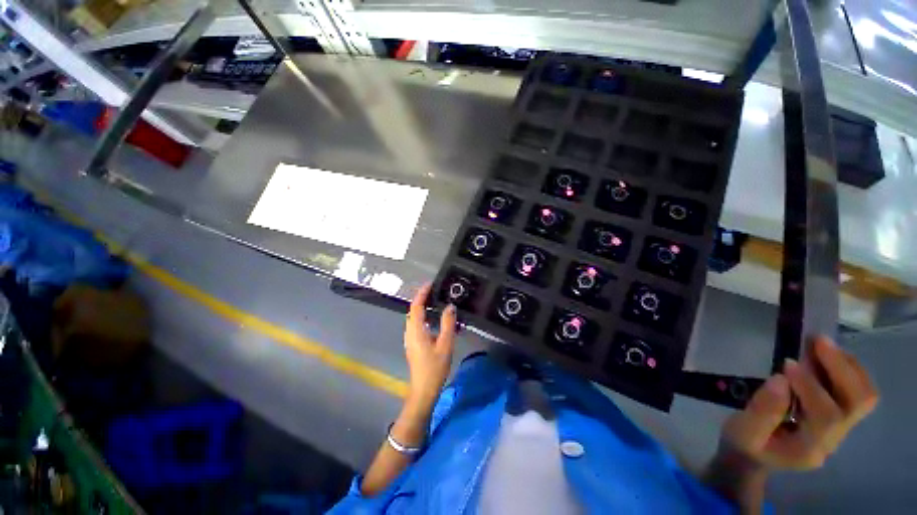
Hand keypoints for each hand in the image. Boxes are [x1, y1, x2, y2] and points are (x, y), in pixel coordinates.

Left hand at [403, 282, 456, 410]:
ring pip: (414, 317)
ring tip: (435, 301)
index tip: (430, 284)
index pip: (416, 306)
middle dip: (422, 298)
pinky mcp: (413, 343)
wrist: (424, 390)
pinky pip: (417, 324)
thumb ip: (448, 324)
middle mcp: (410, 332)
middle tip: (435, 290)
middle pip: (413, 310)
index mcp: (416, 330)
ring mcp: (410, 338)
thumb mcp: (445, 344)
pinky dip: (424, 316)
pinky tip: (434, 319)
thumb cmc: (434, 367)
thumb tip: (450, 306)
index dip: (422, 293)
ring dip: (422, 307)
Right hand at [720, 336, 877, 471]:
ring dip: (847, 366)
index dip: (810, 386)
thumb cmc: (745, 443)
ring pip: (863, 396)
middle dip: (842, 369)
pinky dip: (846, 369)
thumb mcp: (743, 430)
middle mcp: (834, 440)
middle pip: (857, 404)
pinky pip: (856, 392)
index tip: (786, 363)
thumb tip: (780, 379)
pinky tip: (825, 357)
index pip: (826, 417)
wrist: (755, 456)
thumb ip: (761, 410)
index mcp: (810, 449)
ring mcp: (840, 430)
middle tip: (818, 341)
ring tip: (822, 345)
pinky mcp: (839, 417)